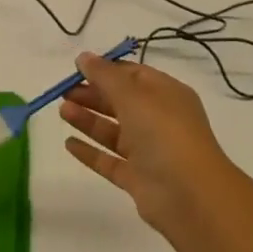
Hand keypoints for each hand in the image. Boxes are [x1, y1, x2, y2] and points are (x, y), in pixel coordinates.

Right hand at [59, 52, 242, 232]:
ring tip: (62, 111)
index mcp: (166, 94)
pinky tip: (68, 143)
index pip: (133, 75)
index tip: (77, 69)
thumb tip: (83, 57)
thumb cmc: (163, 132)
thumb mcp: (133, 95)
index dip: (106, 70)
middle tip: (63, 92)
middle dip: (92, 94)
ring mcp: (149, 151)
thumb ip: (105, 76)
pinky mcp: (137, 178)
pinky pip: (109, 160)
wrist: (189, 194)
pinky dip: (90, 152)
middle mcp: (159, 120)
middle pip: (121, 102)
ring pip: (113, 131)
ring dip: (88, 120)